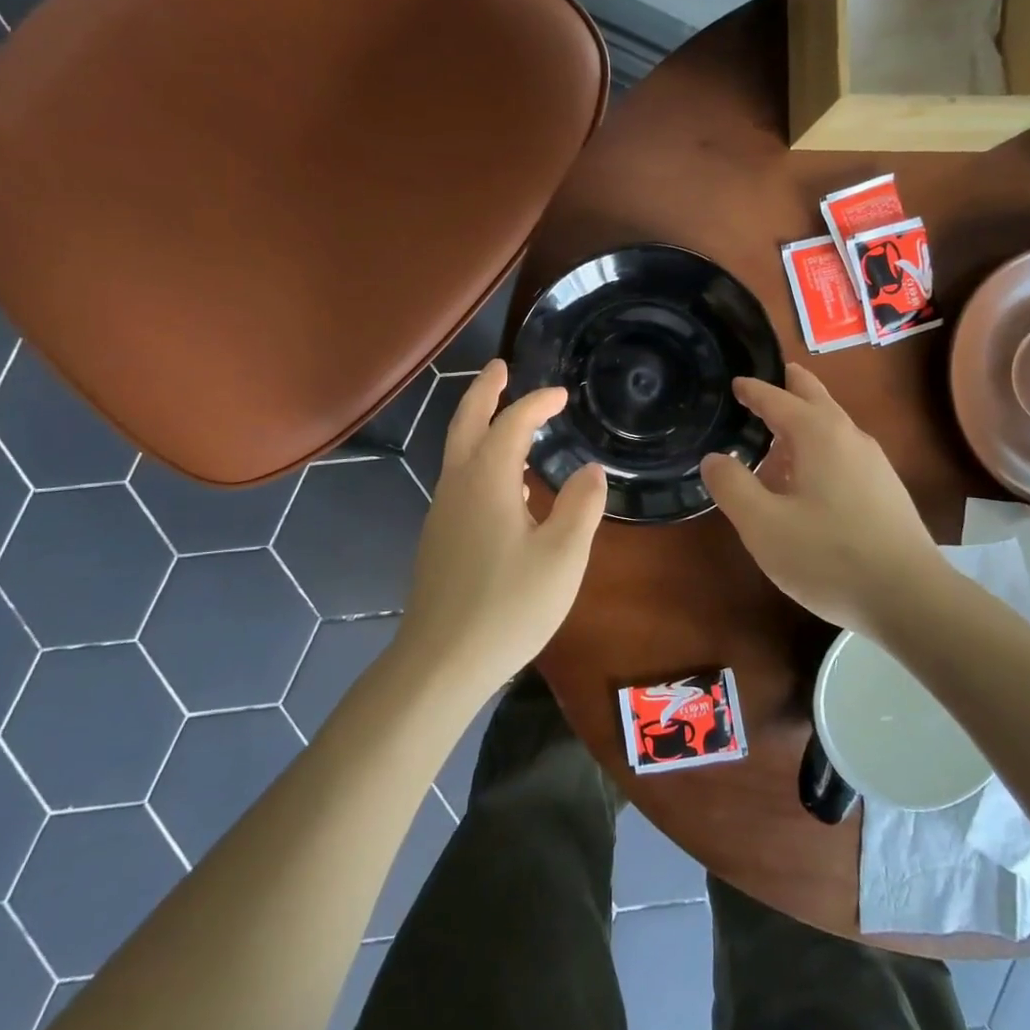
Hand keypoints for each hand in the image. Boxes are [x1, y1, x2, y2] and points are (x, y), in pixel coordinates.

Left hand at [397, 361, 607, 696]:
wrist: (441, 662)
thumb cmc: (508, 605)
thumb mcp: (562, 556)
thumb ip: (581, 506)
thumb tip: (590, 469)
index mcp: (487, 479)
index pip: (512, 423)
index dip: (537, 403)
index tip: (562, 395)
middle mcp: (458, 484)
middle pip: (466, 422)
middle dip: (485, 391)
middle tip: (501, 368)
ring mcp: (442, 511)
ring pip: (458, 451)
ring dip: (479, 424)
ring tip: (508, 420)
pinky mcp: (439, 537)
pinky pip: (460, 479)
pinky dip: (479, 459)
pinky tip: (506, 486)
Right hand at [700, 364, 943, 636]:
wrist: (911, 599)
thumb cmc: (829, 557)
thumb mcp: (763, 525)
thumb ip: (732, 486)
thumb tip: (715, 458)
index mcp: (818, 434)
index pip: (778, 398)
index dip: (753, 390)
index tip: (735, 382)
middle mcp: (849, 436)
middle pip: (815, 396)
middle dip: (788, 385)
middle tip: (763, 383)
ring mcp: (874, 462)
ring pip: (831, 425)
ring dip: (802, 421)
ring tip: (773, 439)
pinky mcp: (885, 489)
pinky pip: (843, 451)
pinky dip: (818, 447)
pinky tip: (805, 482)